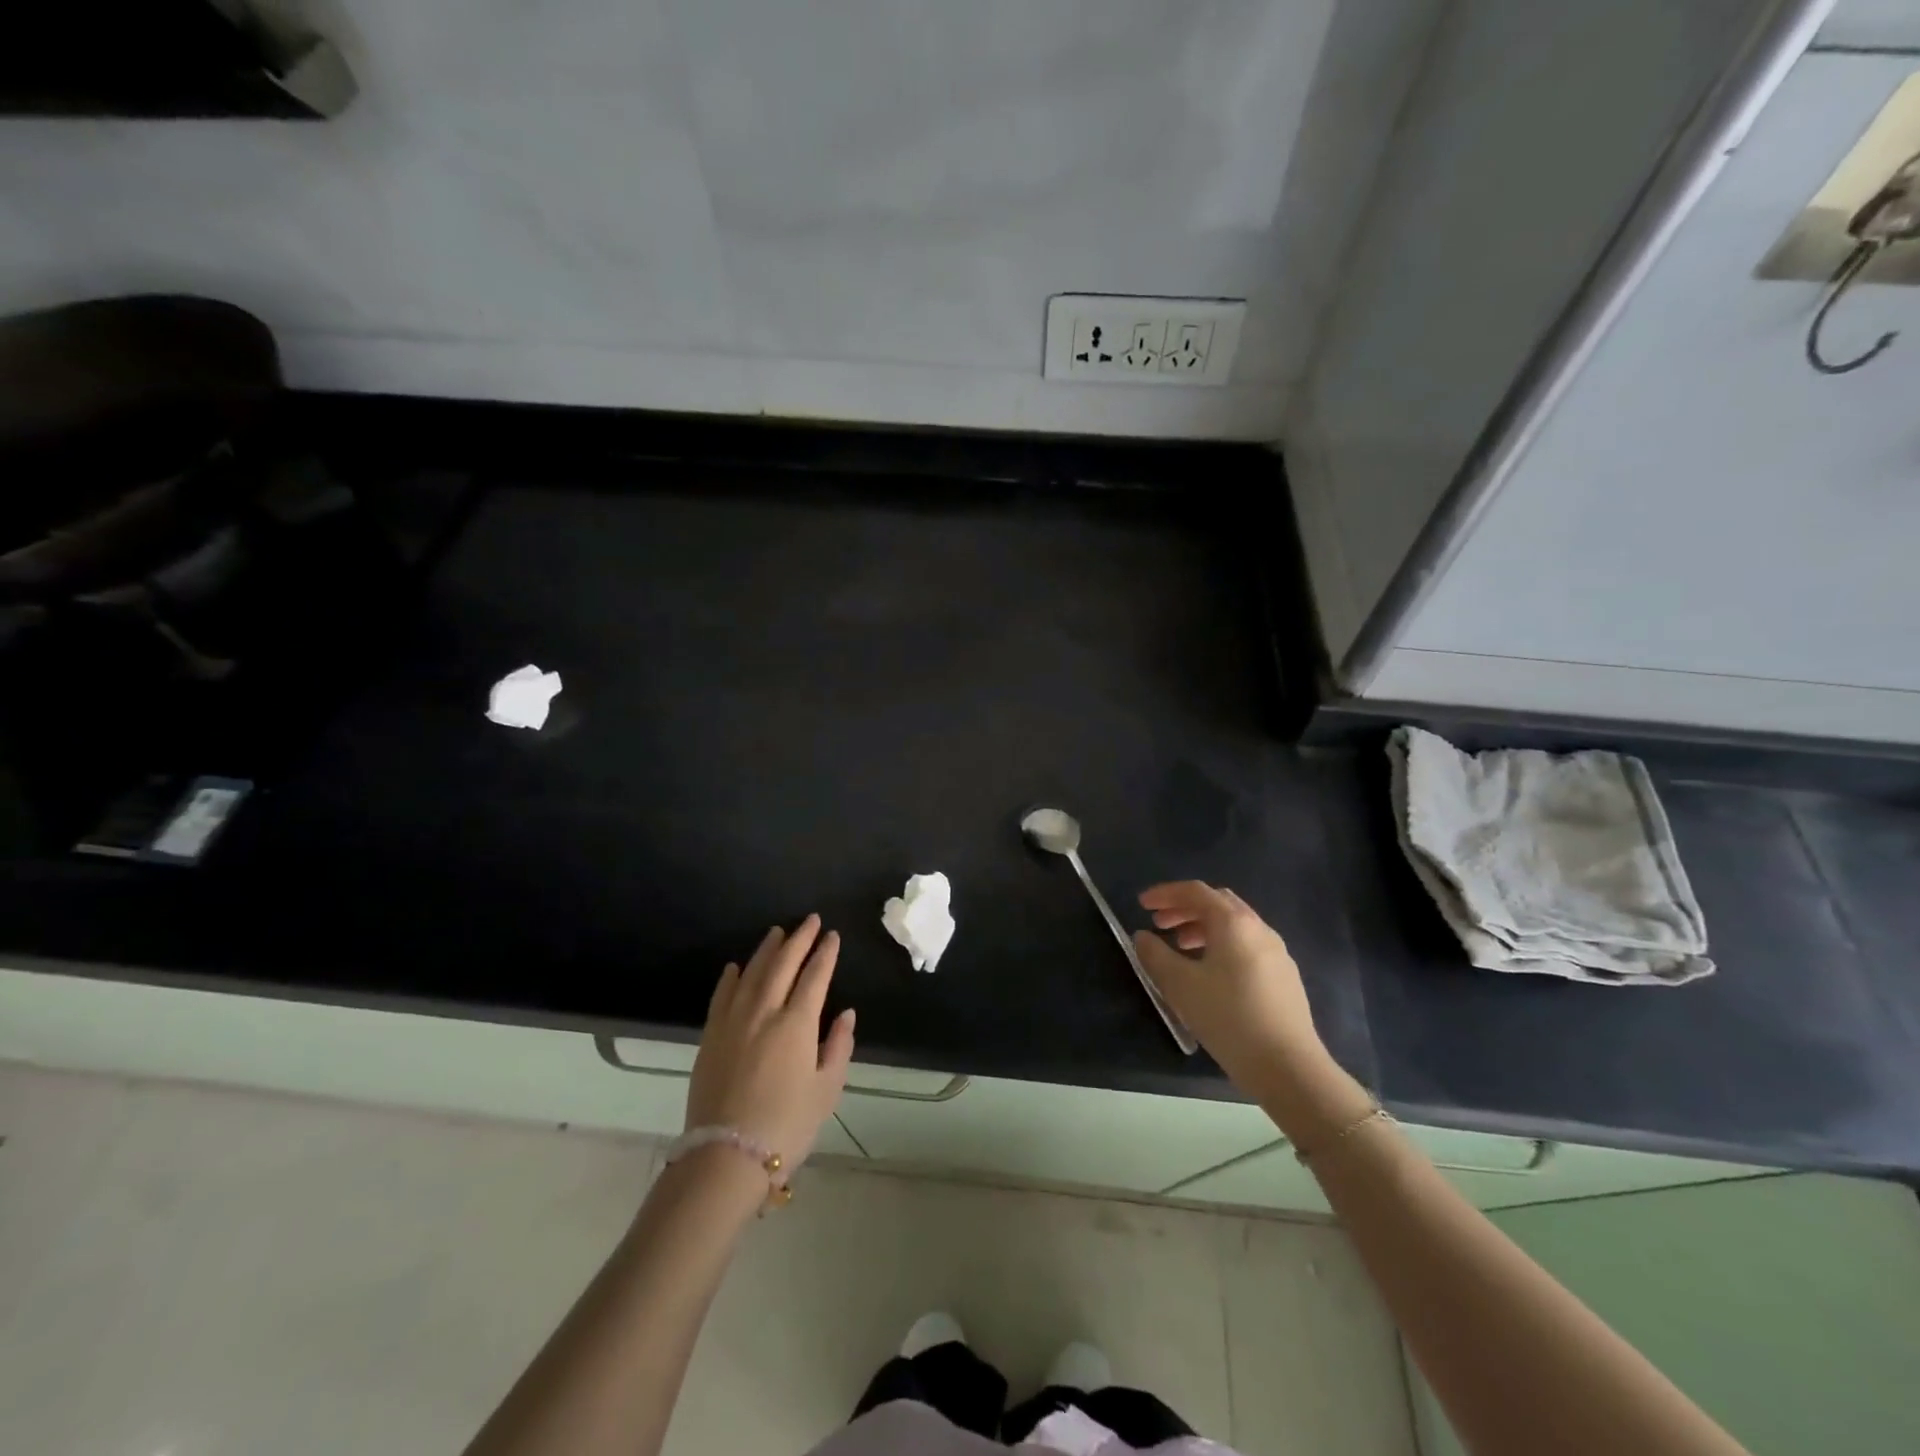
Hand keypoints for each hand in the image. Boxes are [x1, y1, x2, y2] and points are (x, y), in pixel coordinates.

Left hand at [685, 914, 855, 1171]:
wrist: (726, 1156)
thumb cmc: (786, 1125)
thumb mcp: (827, 1090)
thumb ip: (838, 1046)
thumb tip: (846, 1014)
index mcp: (797, 1024)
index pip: (815, 976)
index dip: (825, 953)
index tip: (832, 935)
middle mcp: (764, 1012)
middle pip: (783, 965)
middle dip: (799, 939)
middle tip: (809, 920)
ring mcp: (733, 1022)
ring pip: (751, 973)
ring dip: (766, 950)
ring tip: (777, 933)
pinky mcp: (710, 1036)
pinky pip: (721, 996)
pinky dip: (730, 977)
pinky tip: (735, 967)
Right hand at [1133, 882, 1333, 1103]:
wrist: (1287, 1066)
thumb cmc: (1228, 1017)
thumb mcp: (1180, 985)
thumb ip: (1155, 955)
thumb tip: (1143, 937)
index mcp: (1234, 923)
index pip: (1195, 892)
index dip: (1165, 894)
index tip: (1142, 904)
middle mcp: (1259, 929)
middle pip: (1218, 903)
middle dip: (1185, 908)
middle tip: (1159, 924)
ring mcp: (1277, 953)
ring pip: (1235, 925)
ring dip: (1203, 928)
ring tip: (1181, 947)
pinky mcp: (1285, 977)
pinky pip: (1247, 946)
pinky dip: (1222, 945)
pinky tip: (1211, 973)